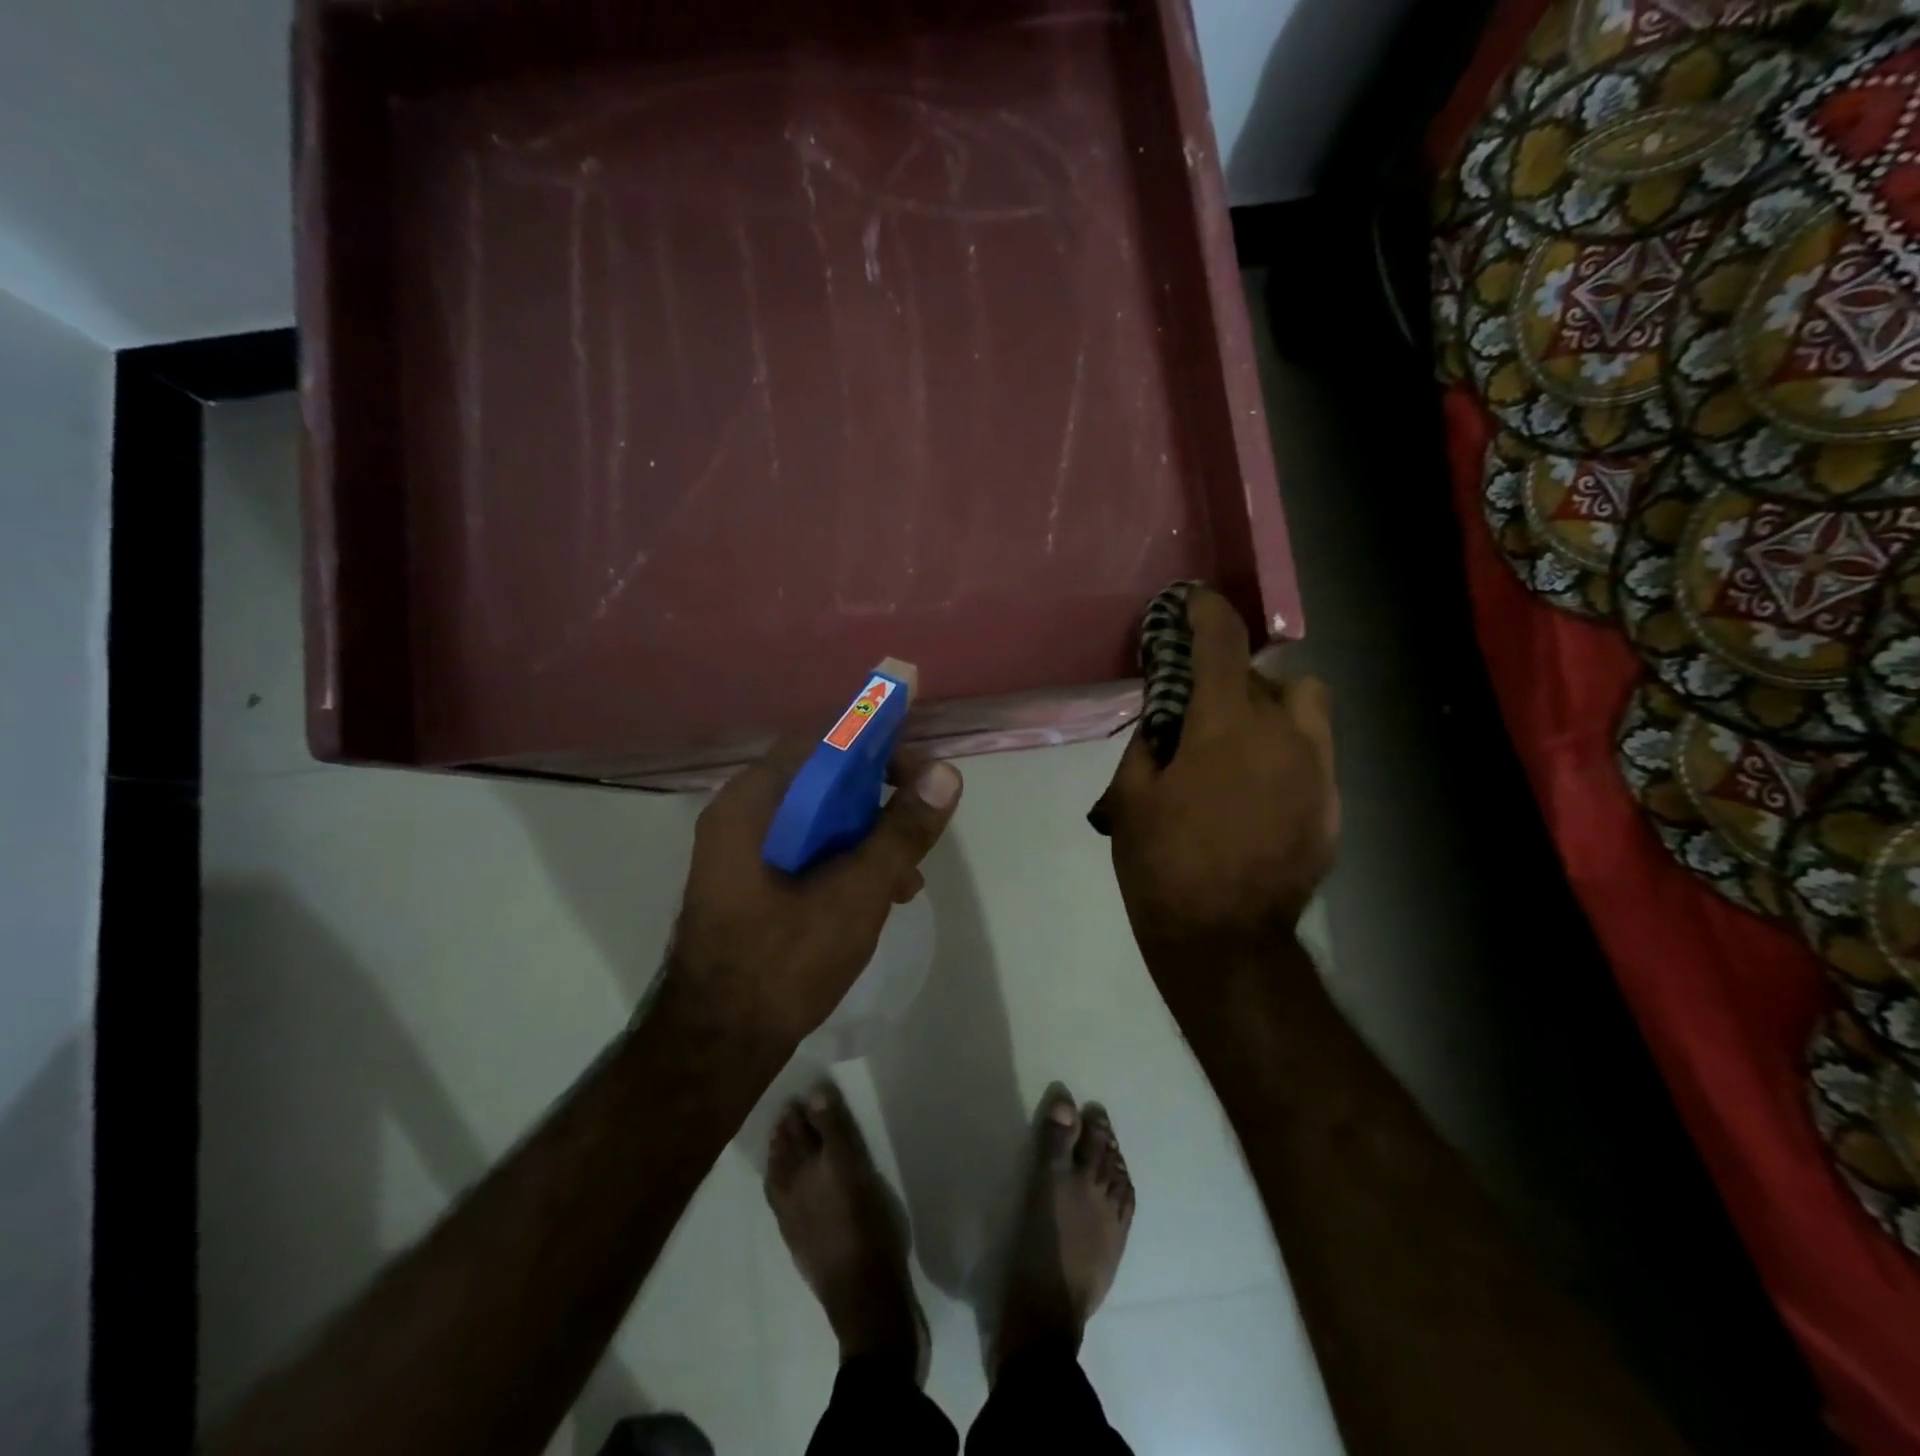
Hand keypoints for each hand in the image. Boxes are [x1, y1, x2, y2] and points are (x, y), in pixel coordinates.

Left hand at [664, 740, 962, 1051]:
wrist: (717, 1045)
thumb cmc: (784, 960)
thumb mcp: (857, 891)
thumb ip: (902, 830)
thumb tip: (946, 774)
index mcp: (752, 803)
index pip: (821, 744)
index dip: (876, 748)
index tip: (920, 774)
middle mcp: (739, 816)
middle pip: (821, 781)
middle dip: (879, 800)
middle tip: (920, 824)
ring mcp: (741, 852)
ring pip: (818, 820)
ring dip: (867, 837)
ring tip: (908, 876)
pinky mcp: (750, 883)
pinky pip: (805, 852)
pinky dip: (845, 862)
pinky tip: (880, 897)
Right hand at [1094, 587, 1337, 969]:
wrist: (1224, 942)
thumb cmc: (1163, 866)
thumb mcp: (1131, 798)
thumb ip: (1148, 743)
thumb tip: (1165, 719)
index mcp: (1226, 727)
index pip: (1222, 642)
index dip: (1205, 611)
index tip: (1191, 603)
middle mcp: (1283, 734)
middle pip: (1264, 675)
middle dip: (1229, 678)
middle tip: (1197, 708)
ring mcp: (1317, 771)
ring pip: (1306, 705)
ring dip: (1272, 706)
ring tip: (1238, 743)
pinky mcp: (1331, 805)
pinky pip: (1313, 753)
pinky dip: (1286, 752)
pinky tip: (1256, 792)